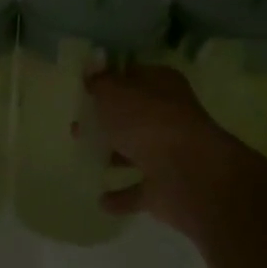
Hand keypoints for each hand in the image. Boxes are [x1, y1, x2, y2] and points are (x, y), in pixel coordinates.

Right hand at [83, 65, 260, 228]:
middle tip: (78, 126)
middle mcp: (169, 117)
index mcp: (161, 85)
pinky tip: (101, 200)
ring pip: (136, 152)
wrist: (188, 175)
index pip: (133, 76)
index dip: (110, 80)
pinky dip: (122, 196)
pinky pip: (138, 191)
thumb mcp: (114, 92)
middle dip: (106, 121)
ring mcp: (169, 154)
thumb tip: (93, 67)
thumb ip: (100, 82)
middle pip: (133, 116)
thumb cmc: (148, 122)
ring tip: (84, 157)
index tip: (85, 89)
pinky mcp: (166, 188)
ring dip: (114, 155)